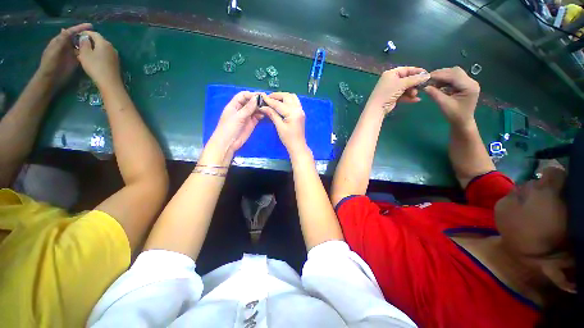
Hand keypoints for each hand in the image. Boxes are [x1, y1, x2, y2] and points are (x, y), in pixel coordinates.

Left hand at [37, 23, 92, 90]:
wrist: (50, 79)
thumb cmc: (51, 64)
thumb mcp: (54, 50)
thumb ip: (61, 40)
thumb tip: (67, 30)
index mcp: (60, 41)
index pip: (71, 32)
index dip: (80, 28)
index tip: (90, 26)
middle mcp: (66, 46)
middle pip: (77, 38)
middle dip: (85, 35)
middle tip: (96, 35)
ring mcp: (71, 54)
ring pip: (81, 46)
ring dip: (88, 43)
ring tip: (97, 43)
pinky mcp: (75, 61)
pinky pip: (83, 55)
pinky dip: (88, 52)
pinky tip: (94, 52)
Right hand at [76, 31, 121, 88]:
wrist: (110, 82)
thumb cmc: (95, 66)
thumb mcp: (85, 53)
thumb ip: (84, 43)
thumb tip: (85, 37)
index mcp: (104, 42)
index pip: (94, 33)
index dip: (85, 33)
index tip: (77, 35)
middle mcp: (112, 47)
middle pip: (99, 41)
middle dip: (89, 41)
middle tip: (79, 45)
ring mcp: (115, 55)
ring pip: (101, 48)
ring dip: (93, 49)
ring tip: (84, 53)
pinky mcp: (115, 62)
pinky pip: (105, 55)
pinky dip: (98, 55)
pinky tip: (92, 59)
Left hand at [210, 91, 263, 152]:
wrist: (228, 143)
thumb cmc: (229, 128)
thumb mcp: (238, 117)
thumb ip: (248, 108)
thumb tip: (256, 98)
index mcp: (234, 105)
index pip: (243, 96)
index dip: (251, 94)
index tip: (260, 96)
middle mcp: (241, 109)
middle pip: (250, 102)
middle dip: (257, 100)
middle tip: (267, 100)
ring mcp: (246, 116)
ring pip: (254, 109)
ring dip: (260, 108)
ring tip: (267, 107)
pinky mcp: (251, 123)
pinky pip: (257, 117)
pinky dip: (261, 115)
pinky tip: (265, 114)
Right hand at [258, 92, 307, 155]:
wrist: (298, 146)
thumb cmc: (288, 139)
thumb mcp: (279, 126)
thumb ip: (272, 114)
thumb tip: (263, 107)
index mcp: (293, 112)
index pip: (279, 104)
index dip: (269, 100)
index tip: (261, 96)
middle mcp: (298, 109)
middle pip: (287, 96)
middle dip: (277, 96)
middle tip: (268, 98)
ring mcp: (301, 110)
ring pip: (292, 97)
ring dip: (283, 96)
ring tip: (274, 100)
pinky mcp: (300, 113)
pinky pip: (295, 102)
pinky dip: (288, 100)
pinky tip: (281, 103)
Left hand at [366, 67, 429, 113]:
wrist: (377, 108)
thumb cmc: (388, 92)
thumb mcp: (402, 84)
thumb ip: (415, 79)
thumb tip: (427, 75)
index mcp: (391, 73)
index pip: (406, 69)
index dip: (417, 71)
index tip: (427, 74)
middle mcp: (391, 80)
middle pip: (407, 79)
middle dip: (414, 84)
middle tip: (421, 87)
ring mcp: (391, 89)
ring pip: (406, 88)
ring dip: (412, 91)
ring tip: (414, 95)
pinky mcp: (392, 98)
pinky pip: (403, 95)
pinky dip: (409, 97)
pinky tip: (416, 100)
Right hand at [424, 66, 480, 125]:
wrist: (462, 122)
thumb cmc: (454, 115)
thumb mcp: (444, 104)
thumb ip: (435, 94)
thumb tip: (425, 87)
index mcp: (469, 86)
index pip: (454, 75)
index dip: (440, 75)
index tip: (426, 77)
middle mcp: (471, 82)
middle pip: (455, 71)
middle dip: (441, 74)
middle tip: (428, 79)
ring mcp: (469, 82)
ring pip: (454, 73)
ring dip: (443, 76)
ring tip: (432, 83)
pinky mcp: (465, 85)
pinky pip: (454, 78)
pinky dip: (445, 79)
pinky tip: (438, 85)